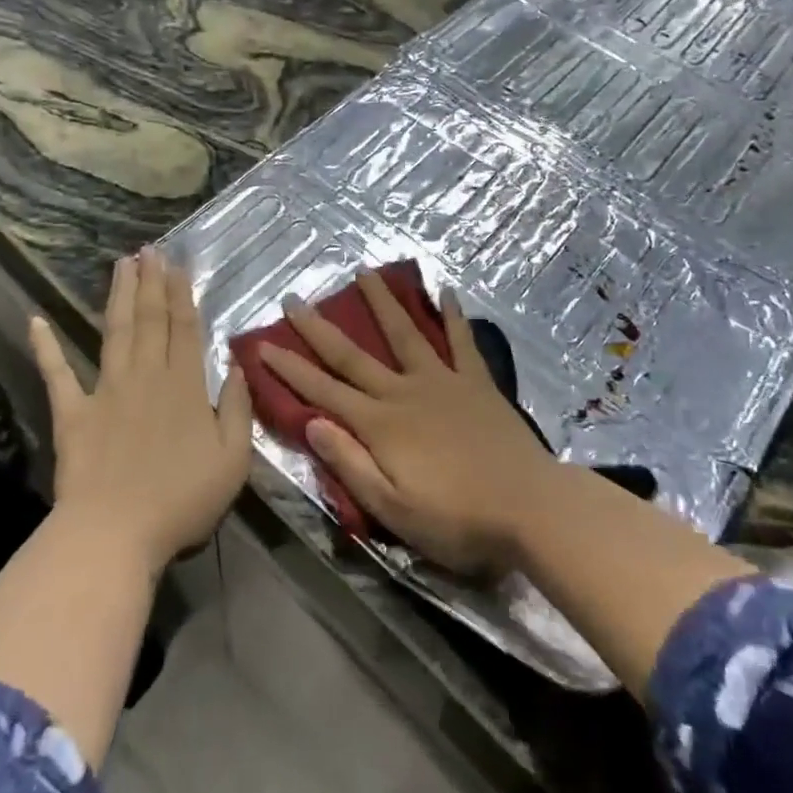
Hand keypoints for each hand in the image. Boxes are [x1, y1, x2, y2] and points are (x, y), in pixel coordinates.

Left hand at [30, 250, 251, 573]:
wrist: (115, 532)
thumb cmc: (182, 499)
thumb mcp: (233, 459)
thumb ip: (236, 408)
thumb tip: (233, 366)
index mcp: (185, 386)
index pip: (184, 328)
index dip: (181, 293)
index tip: (176, 264)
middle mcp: (146, 376)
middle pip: (150, 319)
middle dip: (150, 282)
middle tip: (148, 250)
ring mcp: (106, 391)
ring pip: (115, 332)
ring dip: (118, 296)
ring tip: (120, 264)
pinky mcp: (72, 413)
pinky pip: (57, 374)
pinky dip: (46, 347)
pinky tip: (36, 320)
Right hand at [257, 271, 556, 574]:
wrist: (530, 508)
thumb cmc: (457, 520)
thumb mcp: (393, 509)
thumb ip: (350, 464)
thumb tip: (310, 423)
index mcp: (380, 425)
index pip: (323, 391)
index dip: (290, 370)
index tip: (262, 345)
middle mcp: (405, 392)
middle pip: (353, 355)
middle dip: (319, 328)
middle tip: (294, 299)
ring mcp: (444, 382)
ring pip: (405, 334)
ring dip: (381, 303)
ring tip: (364, 272)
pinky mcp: (477, 384)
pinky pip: (462, 342)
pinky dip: (453, 316)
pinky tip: (446, 291)